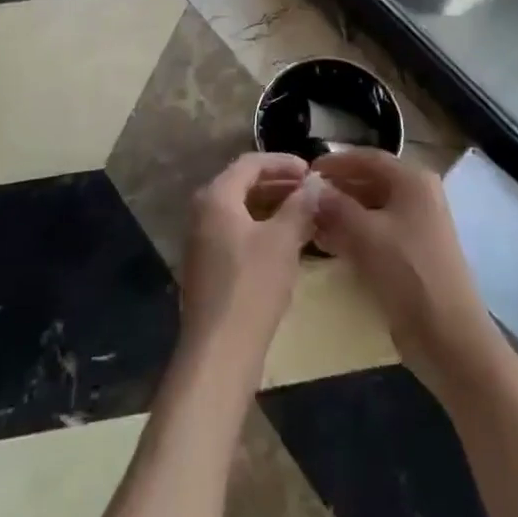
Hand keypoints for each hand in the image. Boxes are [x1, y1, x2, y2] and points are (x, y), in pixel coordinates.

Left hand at [178, 152, 319, 368]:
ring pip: (241, 210)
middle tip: (311, 191)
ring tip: (304, 214)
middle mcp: (203, 212)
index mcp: (216, 197)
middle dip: (279, 183)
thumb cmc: (252, 287)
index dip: (283, 162)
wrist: (219, 353)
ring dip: (272, 207)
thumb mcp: (283, 241)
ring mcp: (202, 241)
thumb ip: (300, 206)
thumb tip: (315, 184)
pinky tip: (286, 243)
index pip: (251, 163)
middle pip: (243, 184)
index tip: (311, 171)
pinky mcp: (207, 267)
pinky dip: (261, 228)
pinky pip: (236, 232)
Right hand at [313, 148, 501, 397]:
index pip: (368, 158)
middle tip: (303, 199)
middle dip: (337, 189)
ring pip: (372, 209)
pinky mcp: (412, 254)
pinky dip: (354, 234)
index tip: (306, 170)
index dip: (336, 162)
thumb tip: (310, 189)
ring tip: (309, 222)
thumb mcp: (367, 235)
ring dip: (342, 213)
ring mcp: (417, 226)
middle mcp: (417, 196)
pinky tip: (329, 244)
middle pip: (370, 182)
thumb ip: (336, 207)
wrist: (449, 337)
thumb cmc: (409, 274)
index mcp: (412, 181)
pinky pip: (377, 233)